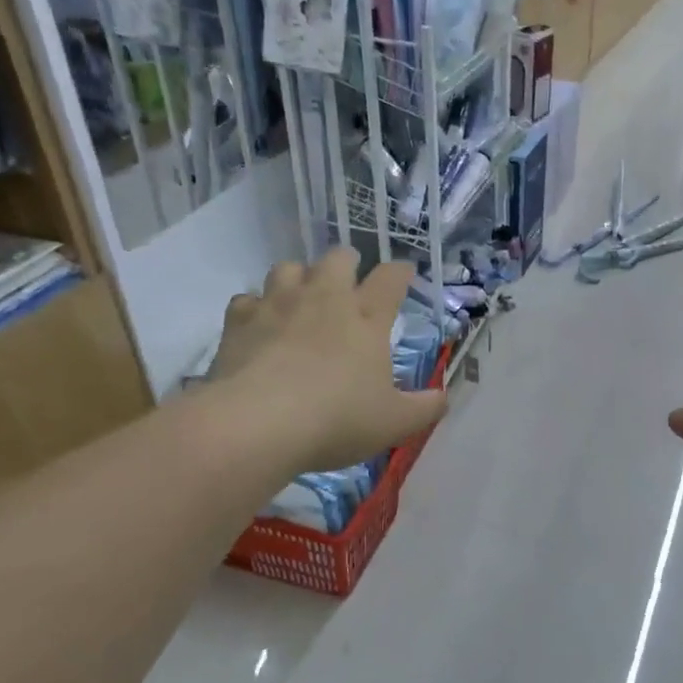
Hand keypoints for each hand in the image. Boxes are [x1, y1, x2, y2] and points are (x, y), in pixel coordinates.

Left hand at [208, 249, 445, 473]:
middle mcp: (324, 299)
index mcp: (367, 318)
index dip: (401, 271)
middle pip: (338, 258)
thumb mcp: (395, 423)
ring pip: (289, 267)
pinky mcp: (239, 321)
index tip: (405, 273)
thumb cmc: (337, 419)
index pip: (391, 278)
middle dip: (348, 264)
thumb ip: (425, 407)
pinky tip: (260, 325)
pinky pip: (247, 299)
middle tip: (350, 283)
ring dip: (300, 278)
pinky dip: (256, 307)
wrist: (257, 424)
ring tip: (302, 298)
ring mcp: (278, 305)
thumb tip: (443, 397)